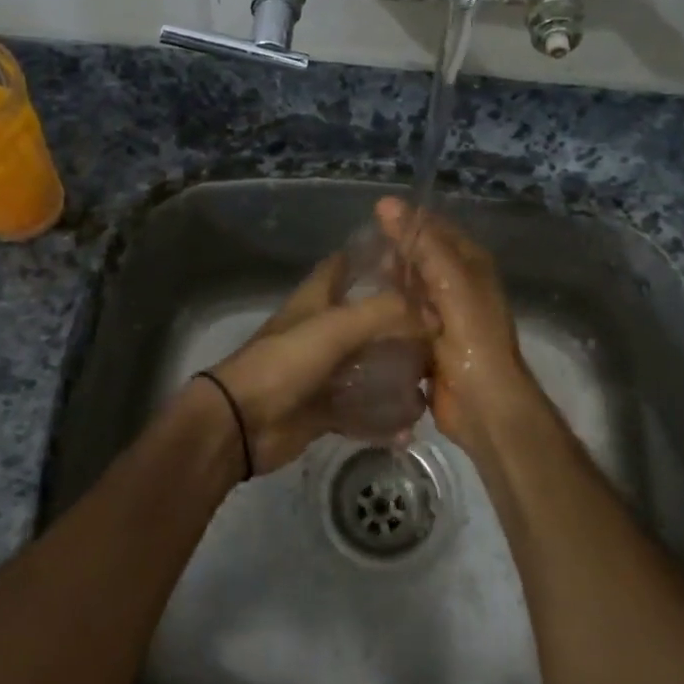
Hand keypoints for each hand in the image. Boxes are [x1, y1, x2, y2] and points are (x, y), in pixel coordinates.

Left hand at [206, 253, 431, 474]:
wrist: (241, 422)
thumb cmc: (284, 362)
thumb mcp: (335, 327)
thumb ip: (384, 313)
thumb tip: (432, 313)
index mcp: (316, 301)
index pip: (343, 265)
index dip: (372, 257)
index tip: (412, 259)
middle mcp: (321, 332)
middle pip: (366, 320)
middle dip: (400, 324)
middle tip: (441, 331)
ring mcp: (322, 372)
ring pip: (368, 368)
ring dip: (396, 376)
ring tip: (433, 382)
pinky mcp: (323, 410)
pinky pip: (361, 412)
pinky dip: (383, 419)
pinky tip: (408, 426)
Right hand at [375, 197, 546, 451]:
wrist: (484, 403)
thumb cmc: (473, 336)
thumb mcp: (450, 281)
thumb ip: (421, 243)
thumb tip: (386, 204)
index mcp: (470, 265)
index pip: (435, 230)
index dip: (407, 221)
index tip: (372, 218)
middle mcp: (458, 286)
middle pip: (419, 260)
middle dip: (392, 256)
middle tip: (356, 255)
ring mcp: (442, 317)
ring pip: (408, 291)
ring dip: (386, 287)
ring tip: (352, 280)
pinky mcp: (427, 343)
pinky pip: (402, 320)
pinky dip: (385, 316)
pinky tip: (360, 313)